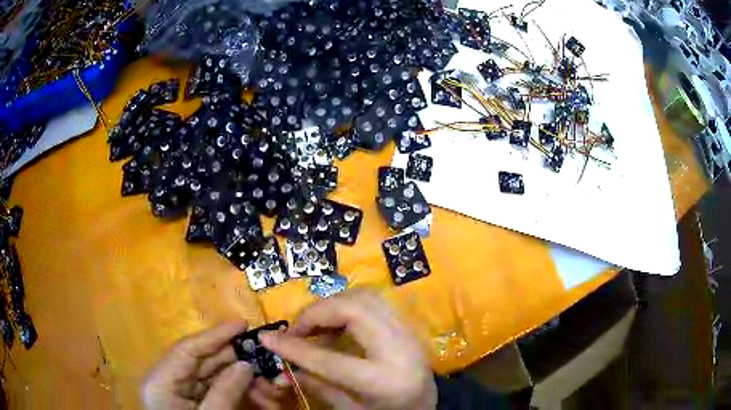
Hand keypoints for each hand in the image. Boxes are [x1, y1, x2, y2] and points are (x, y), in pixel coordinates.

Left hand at [141, 322, 254, 409]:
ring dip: (240, 378)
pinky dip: (236, 390)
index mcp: (161, 382)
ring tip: (269, 384)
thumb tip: (245, 364)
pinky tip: (258, 395)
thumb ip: (224, 392)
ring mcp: (178, 391)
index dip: (215, 335)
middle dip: (234, 360)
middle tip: (263, 355)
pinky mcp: (189, 400)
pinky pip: (213, 389)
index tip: (242, 324)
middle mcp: (166, 380)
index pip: (187, 350)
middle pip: (201, 361)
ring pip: (210, 376)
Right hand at [259, 290, 436, 409]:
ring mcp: (408, 332)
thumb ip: (317, 385)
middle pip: (353, 311)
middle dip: (316, 314)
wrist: (427, 406)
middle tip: (297, 330)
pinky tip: (336, 322)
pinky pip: (374, 300)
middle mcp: (400, 349)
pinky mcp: (407, 325)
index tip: (267, 337)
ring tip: (315, 325)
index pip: (330, 360)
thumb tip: (282, 365)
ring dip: (332, 305)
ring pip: (365, 297)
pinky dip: (347, 304)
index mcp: (384, 381)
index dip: (294, 347)